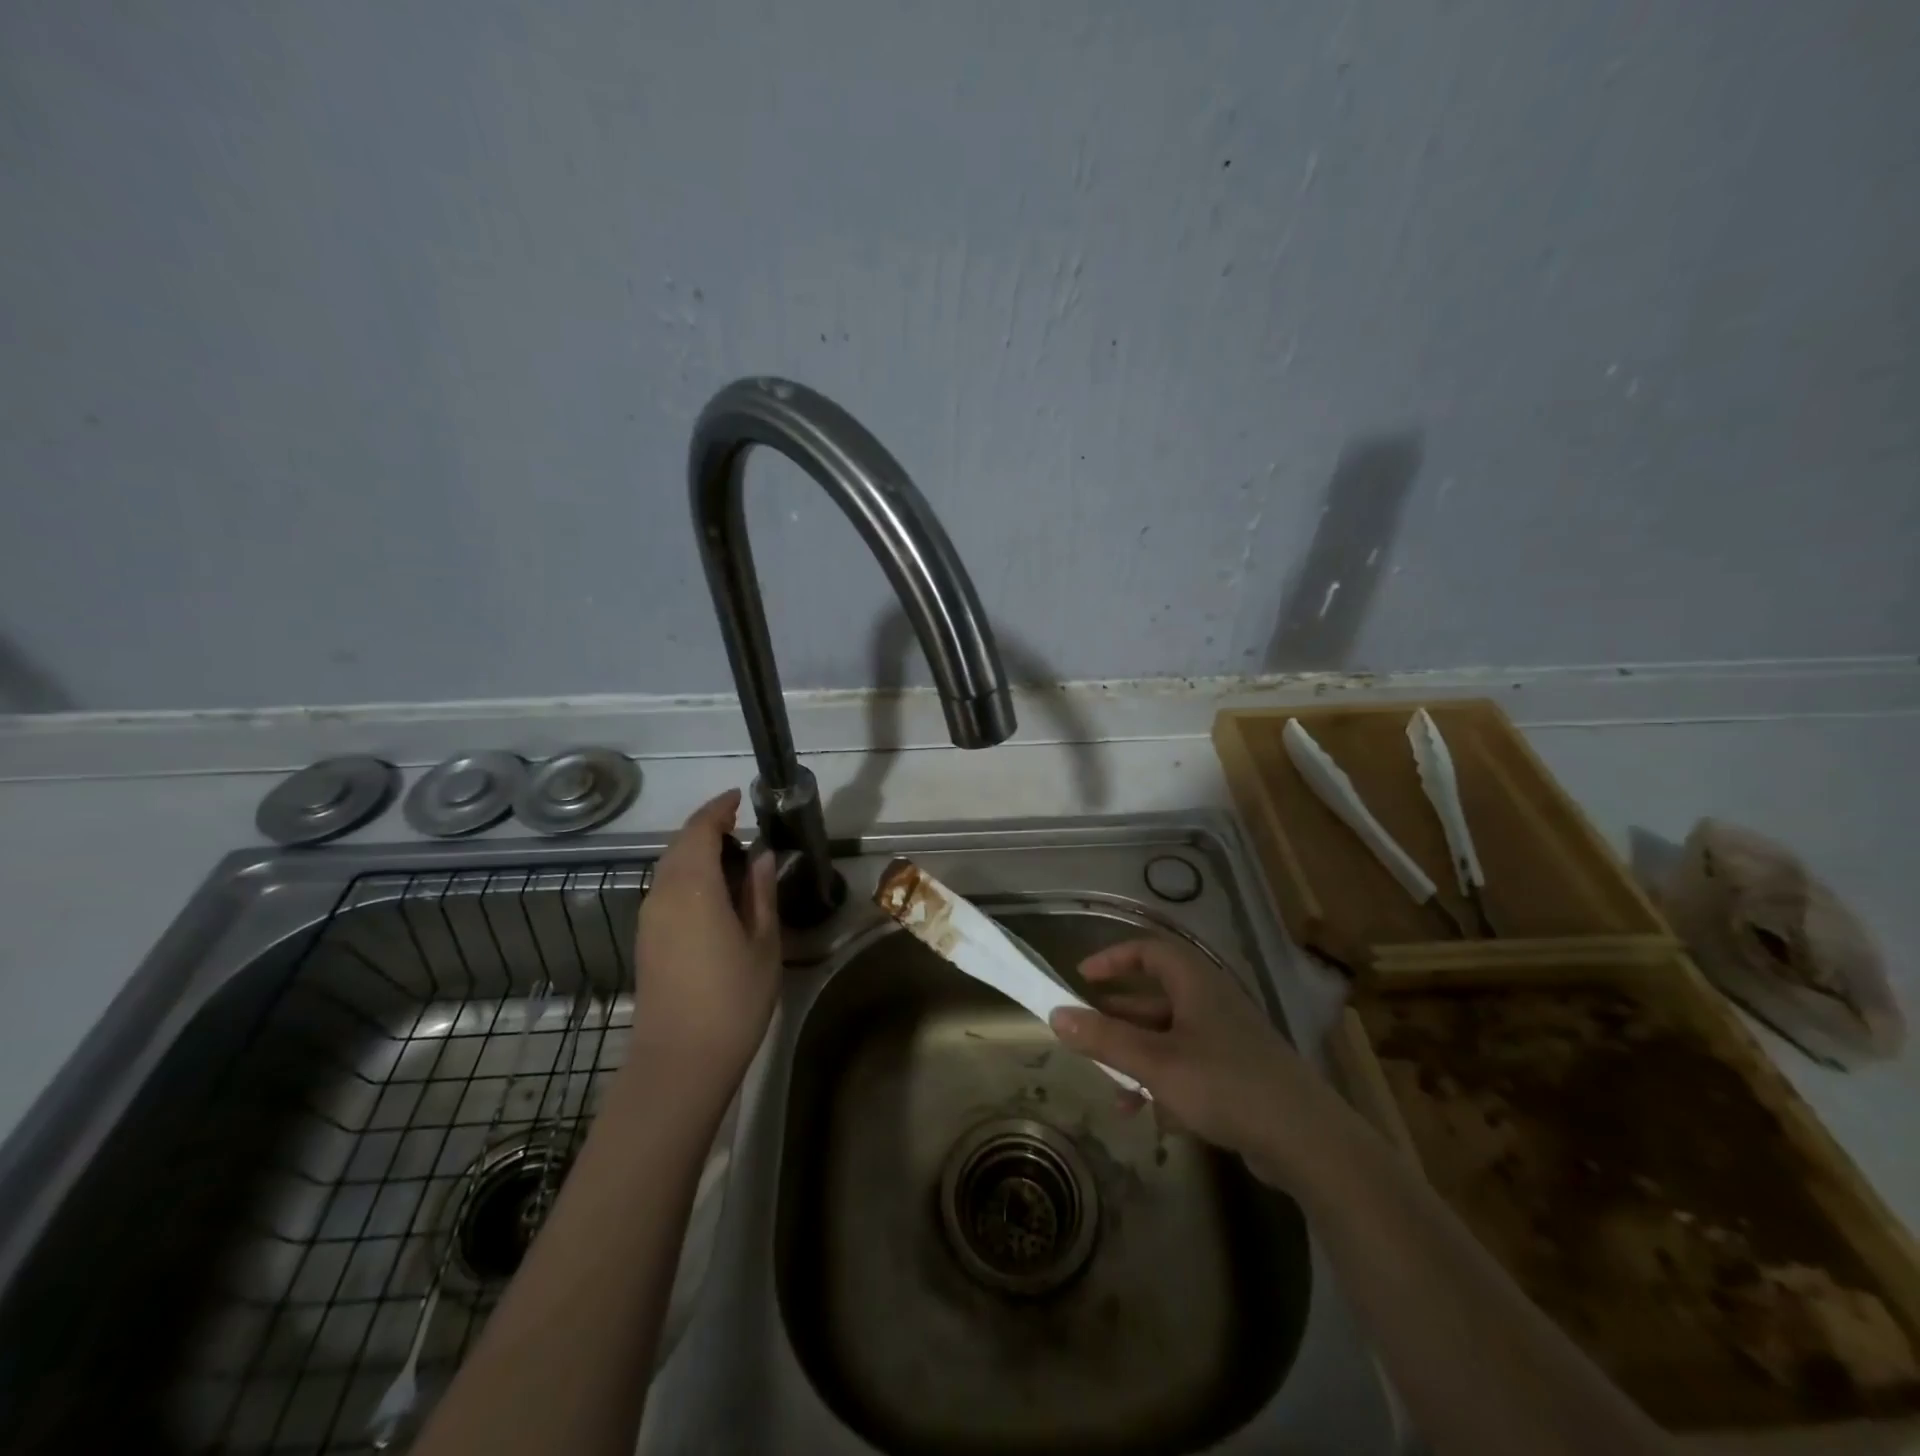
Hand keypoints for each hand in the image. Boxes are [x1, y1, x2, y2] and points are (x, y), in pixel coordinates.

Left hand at [626, 790, 780, 1099]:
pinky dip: (687, 876)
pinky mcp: (646, 940)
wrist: (679, 1061)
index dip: (717, 809)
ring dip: (695, 852)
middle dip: (706, 829)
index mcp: (693, 887)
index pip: (699, 830)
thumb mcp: (763, 943)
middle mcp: (663, 895)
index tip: (738, 798)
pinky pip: (665, 890)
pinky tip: (712, 893)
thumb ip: (760, 893)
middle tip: (740, 827)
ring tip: (731, 858)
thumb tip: (761, 856)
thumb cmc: (732, 999)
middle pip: (679, 846)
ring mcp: (649, 919)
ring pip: (669, 868)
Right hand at [1049, 937, 1332, 1188]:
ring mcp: (1227, 1039)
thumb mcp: (1156, 1062)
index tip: (1082, 978)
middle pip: (1154, 998)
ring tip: (1116, 1095)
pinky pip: (1188, 1066)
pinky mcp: (1238, 1073)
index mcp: (1195, 983)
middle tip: (1088, 1040)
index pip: (1149, 950)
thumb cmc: (1224, 1084)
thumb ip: (1105, 1039)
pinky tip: (1153, 1118)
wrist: (1306, 1140)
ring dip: (1138, 1061)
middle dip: (1118, 1021)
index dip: (1113, 958)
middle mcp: (1211, 1002)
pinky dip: (1165, 1084)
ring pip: (1169, 1038)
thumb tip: (1056, 1016)